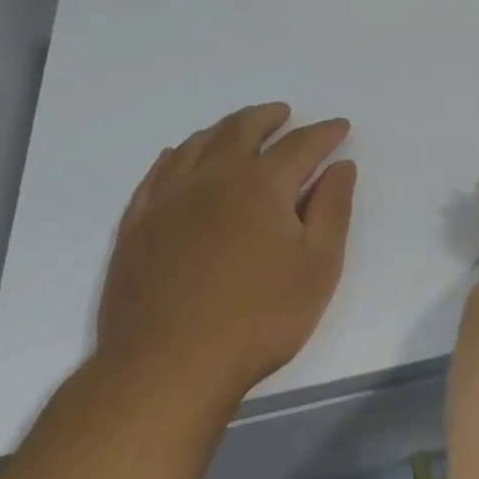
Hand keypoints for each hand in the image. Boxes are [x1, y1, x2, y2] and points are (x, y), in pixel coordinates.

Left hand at [96, 103, 355, 415]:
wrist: (170, 365)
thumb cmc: (260, 317)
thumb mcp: (319, 265)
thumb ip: (333, 209)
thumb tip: (340, 167)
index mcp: (261, 185)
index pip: (300, 145)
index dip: (324, 133)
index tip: (340, 127)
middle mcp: (212, 179)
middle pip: (241, 131)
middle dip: (268, 118)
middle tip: (284, 113)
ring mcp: (168, 200)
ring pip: (196, 145)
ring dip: (223, 129)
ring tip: (239, 127)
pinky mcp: (137, 226)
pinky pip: (157, 174)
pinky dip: (175, 155)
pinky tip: (178, 156)